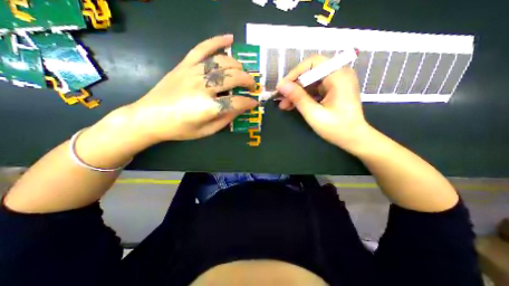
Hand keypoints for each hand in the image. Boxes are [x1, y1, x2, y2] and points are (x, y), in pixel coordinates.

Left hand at [125, 35, 256, 144]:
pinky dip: (217, 41)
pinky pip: (202, 48)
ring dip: (237, 66)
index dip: (248, 102)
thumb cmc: (180, 128)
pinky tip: (229, 39)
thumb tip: (240, 108)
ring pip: (222, 62)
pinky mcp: (184, 65)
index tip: (254, 103)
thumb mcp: (206, 131)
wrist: (149, 117)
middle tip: (251, 87)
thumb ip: (225, 120)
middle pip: (232, 78)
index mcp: (207, 107)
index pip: (236, 102)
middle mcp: (201, 87)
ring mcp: (192, 72)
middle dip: (247, 81)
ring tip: (242, 72)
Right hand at [277, 54, 372, 149]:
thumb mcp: (314, 114)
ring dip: (296, 93)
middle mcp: (338, 74)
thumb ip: (298, 98)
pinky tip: (293, 106)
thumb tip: (281, 86)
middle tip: (280, 99)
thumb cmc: (337, 128)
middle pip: (310, 73)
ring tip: (284, 105)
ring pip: (310, 82)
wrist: (354, 139)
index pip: (312, 63)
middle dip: (293, 86)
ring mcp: (336, 83)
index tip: (282, 87)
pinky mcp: (333, 90)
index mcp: (338, 76)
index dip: (295, 73)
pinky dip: (303, 97)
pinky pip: (314, 89)